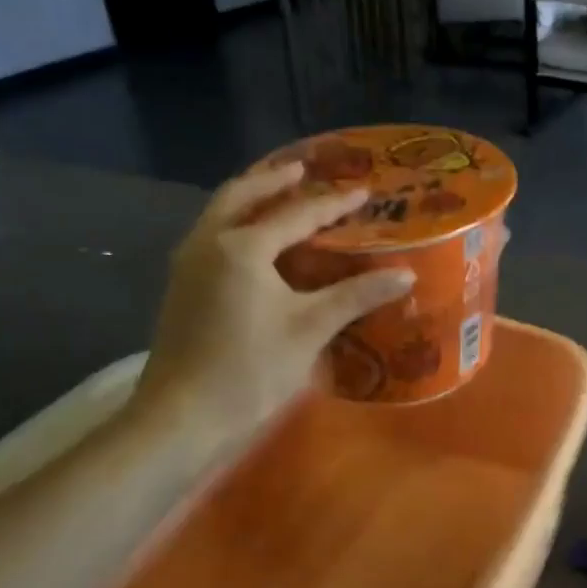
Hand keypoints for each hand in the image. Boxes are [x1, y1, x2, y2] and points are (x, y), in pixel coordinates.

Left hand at [130, 163, 413, 459]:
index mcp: (242, 247)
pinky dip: (235, 224)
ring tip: (279, 195)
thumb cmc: (251, 369)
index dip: (334, 204)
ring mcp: (188, 265)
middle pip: (241, 195)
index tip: (364, 192)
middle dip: (273, 181)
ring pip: (219, 214)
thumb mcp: (310, 328)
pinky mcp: (181, 288)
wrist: (183, 418)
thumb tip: (405, 274)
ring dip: (250, 199)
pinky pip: (211, 236)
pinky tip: (255, 243)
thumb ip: (357, 295)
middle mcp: (208, 243)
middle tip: (303, 170)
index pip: (297, 214)